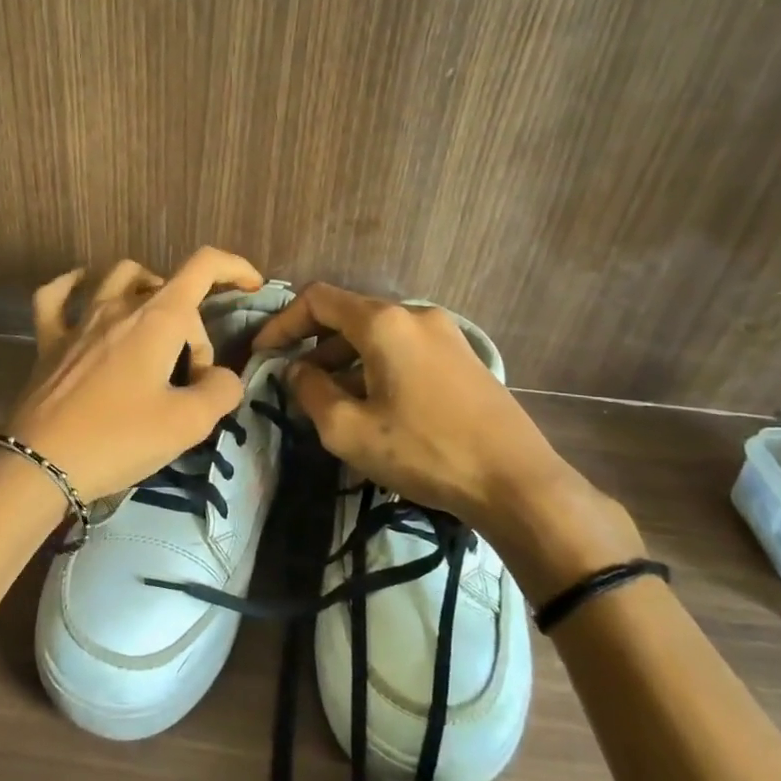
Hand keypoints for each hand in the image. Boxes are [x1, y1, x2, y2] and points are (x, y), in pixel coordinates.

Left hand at [4, 247, 264, 501]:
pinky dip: (75, 285)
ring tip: (156, 327)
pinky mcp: (49, 341)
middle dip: (192, 327)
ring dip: (146, 290)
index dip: (235, 268)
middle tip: (191, 378)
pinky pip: (57, 296)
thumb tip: (221, 378)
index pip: (203, 267)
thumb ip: (220, 391)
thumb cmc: (119, 439)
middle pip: (169, 290)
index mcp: (157, 319)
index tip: (252, 288)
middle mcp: (118, 307)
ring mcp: (79, 321)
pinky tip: (84, 291)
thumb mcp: (188, 423)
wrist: (41, 464)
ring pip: (118, 277)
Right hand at [253, 286, 640, 597]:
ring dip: (345, 359)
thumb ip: (311, 391)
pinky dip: (376, 366)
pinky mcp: (463, 357)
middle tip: (294, 382)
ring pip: (378, 335)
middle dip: (314, 345)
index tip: (263, 353)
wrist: (517, 481)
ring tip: (331, 400)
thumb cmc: (425, 451)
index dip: (282, 322)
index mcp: (384, 322)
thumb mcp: (349, 430)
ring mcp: (445, 334)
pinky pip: (405, 349)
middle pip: (349, 316)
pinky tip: (375, 404)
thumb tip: (297, 370)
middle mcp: (415, 315)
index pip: (318, 299)